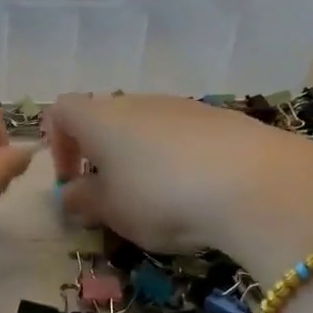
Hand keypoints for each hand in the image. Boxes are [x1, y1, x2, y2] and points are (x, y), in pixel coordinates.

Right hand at [45, 94, 312, 274]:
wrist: (255, 183)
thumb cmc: (161, 196)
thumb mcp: (112, 211)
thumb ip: (84, 201)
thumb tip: (70, 194)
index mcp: (100, 118)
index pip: (61, 111)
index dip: (57, 144)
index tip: (70, 182)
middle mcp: (138, 102)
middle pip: (107, 118)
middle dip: (102, 156)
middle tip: (113, 198)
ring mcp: (183, 106)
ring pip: (148, 128)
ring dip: (142, 159)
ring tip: (159, 202)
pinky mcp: (222, 119)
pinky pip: (185, 136)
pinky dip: (180, 160)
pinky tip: (198, 193)